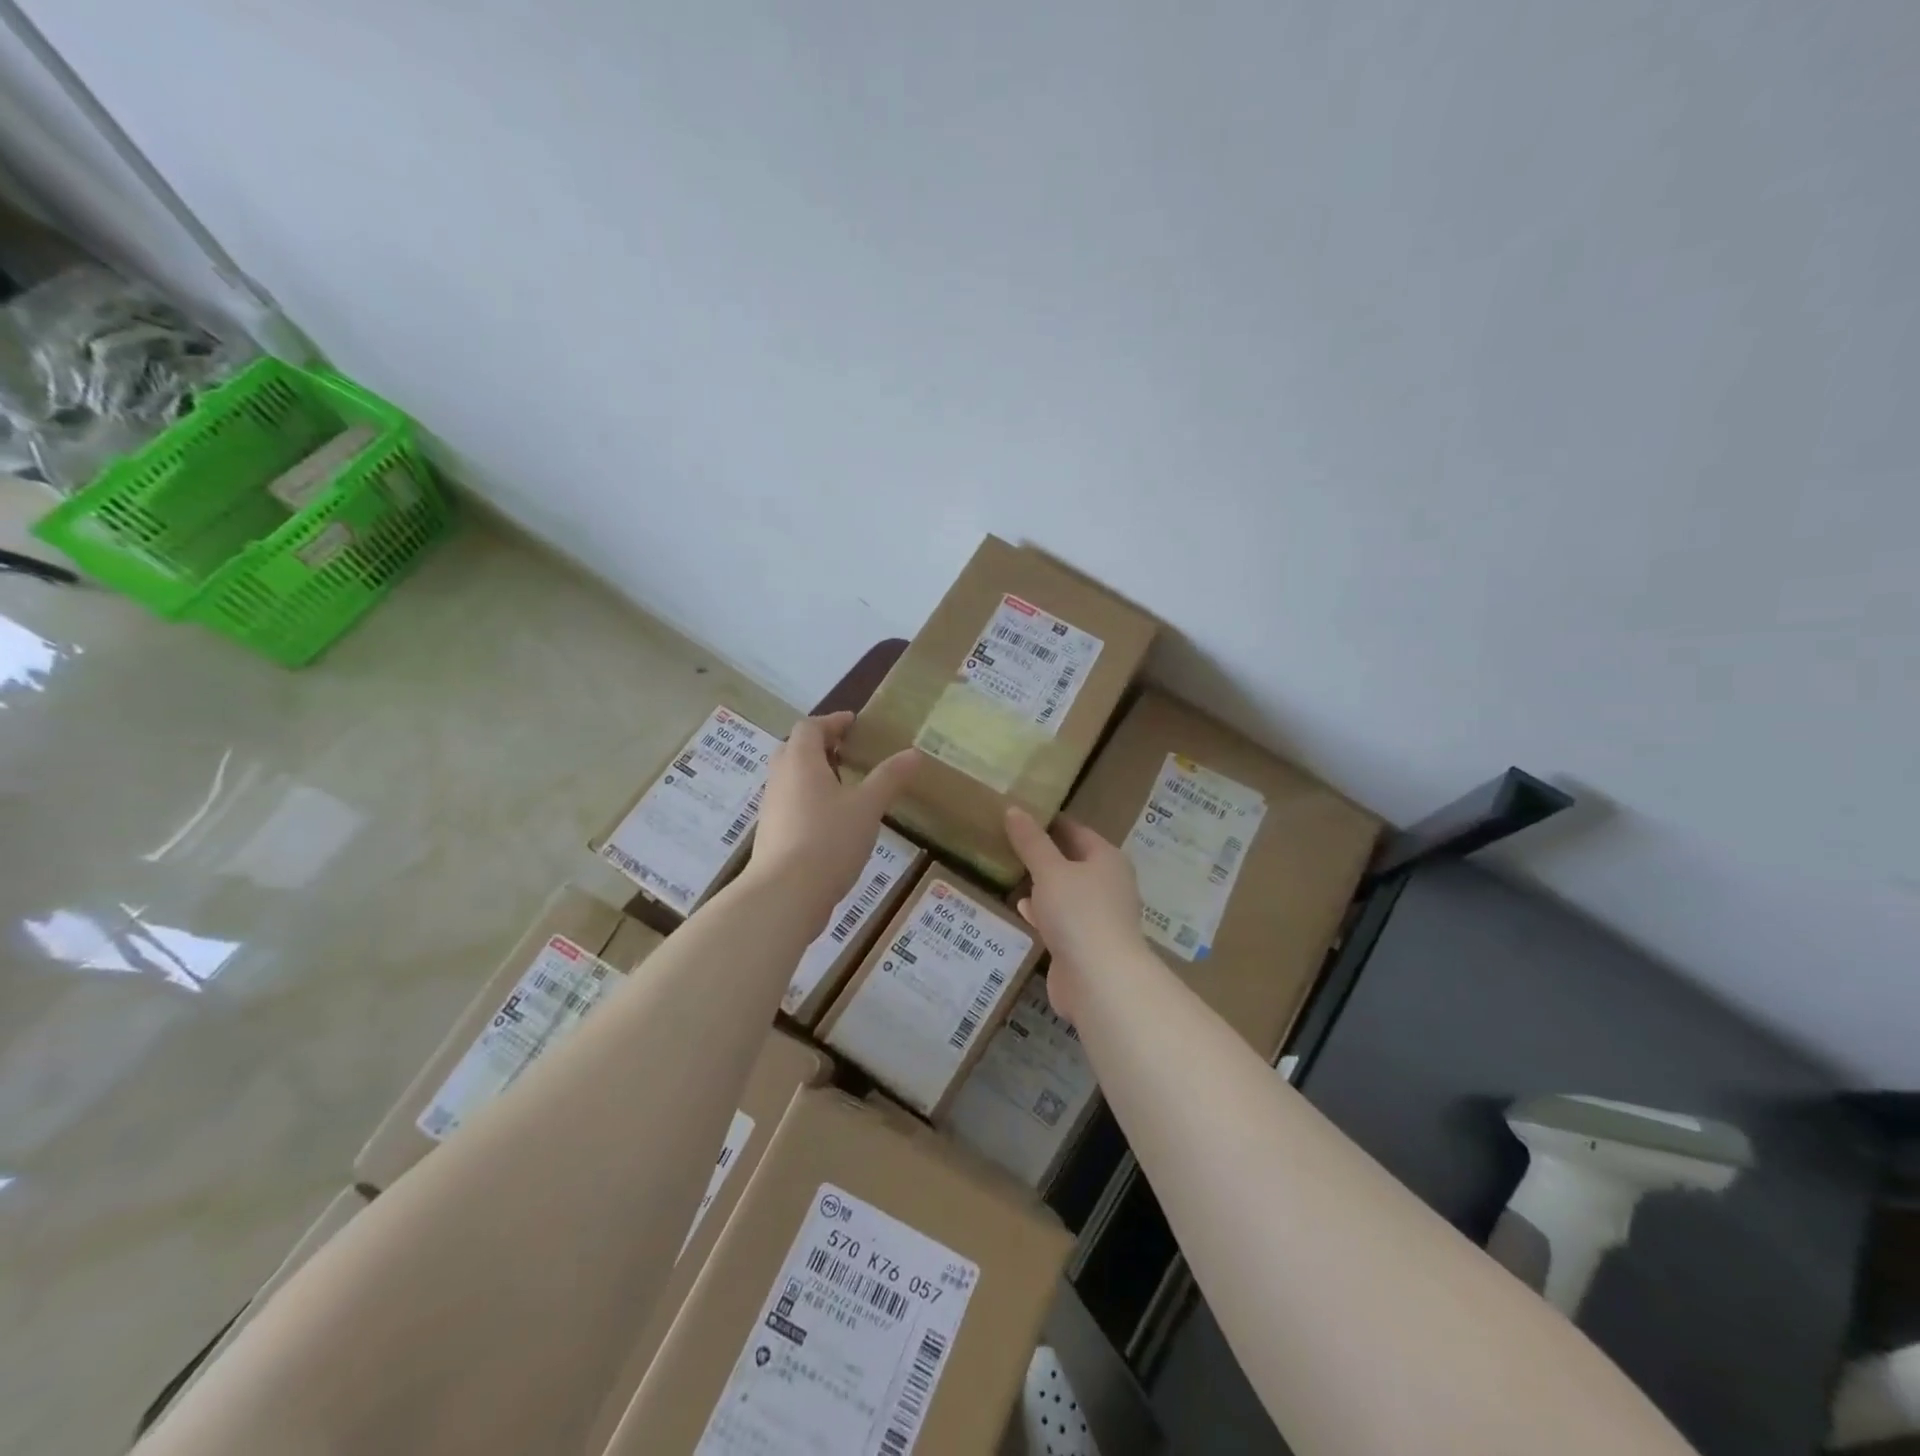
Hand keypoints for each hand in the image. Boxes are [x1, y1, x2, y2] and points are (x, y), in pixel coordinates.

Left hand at [748, 712, 920, 927]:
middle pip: (794, 749)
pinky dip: (809, 799)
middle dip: (820, 745)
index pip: (810, 727)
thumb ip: (889, 778)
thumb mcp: (867, 807)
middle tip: (847, 751)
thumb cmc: (828, 841)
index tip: (853, 723)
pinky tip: (831, 820)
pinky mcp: (771, 834)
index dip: (832, 721)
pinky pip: (790, 803)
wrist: (785, 895)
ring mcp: (771, 808)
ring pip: (790, 778)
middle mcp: (780, 778)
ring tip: (845, 785)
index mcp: (801, 762)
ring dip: (814, 773)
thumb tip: (914, 753)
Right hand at [1004, 807, 1143, 1021]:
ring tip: (1009, 871)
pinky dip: (1042, 913)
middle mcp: (1108, 884)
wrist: (1100, 981)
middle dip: (1043, 853)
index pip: (1076, 831)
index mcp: (1107, 859)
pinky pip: (1060, 920)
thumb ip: (1031, 842)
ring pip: (1065, 892)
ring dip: (1042, 885)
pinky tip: (1020, 909)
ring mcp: (1098, 917)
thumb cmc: (1079, 913)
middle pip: (1072, 861)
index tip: (1021, 813)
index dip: (1050, 821)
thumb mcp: (1050, 871)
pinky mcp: (1085, 944)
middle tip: (1008, 841)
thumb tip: (1014, 809)